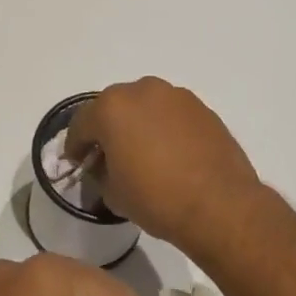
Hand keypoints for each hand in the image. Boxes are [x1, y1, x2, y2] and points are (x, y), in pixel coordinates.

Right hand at [62, 77, 268, 249]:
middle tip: (107, 155)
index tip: (76, 162)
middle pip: (113, 107)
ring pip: (144, 106)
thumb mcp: (113, 193)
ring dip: (137, 123)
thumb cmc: (156, 198)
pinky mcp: (201, 107)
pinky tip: (169, 152)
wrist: (219, 204)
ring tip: (142, 152)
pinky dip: (164, 127)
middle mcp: (142, 90)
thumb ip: (101, 172)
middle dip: (106, 129)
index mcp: (112, 108)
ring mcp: (175, 95)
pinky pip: (170, 113)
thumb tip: (105, 166)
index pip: (82, 123)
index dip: (76, 145)